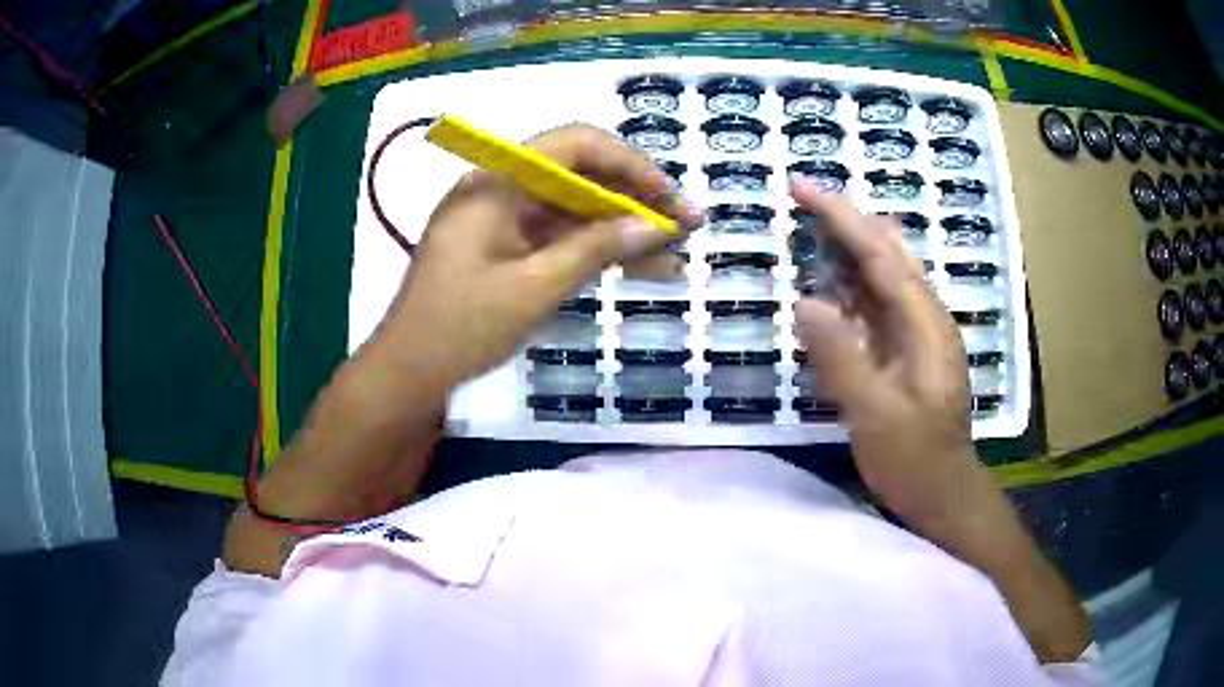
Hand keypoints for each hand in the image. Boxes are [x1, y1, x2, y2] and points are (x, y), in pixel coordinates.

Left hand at [377, 124, 700, 388]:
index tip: (670, 196)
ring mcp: (502, 218)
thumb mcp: (533, 288)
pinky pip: (558, 237)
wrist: (409, 373)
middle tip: (687, 224)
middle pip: (579, 174)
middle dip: (635, 197)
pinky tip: (639, 268)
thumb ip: (596, 249)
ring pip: (574, 208)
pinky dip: (595, 249)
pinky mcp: (506, 247)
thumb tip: (658, 226)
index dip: (630, 164)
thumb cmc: (460, 329)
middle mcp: (499, 188)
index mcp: (496, 182)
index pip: (575, 145)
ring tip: (675, 253)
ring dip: (622, 227)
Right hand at [790, 176, 976, 527]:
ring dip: (845, 248)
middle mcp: (924, 316)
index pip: (880, 254)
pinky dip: (847, 285)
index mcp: (924, 323)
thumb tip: (804, 301)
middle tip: (800, 202)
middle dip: (845, 221)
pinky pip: (873, 304)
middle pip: (886, 251)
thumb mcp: (876, 416)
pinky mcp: (903, 351)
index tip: (802, 188)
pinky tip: (824, 285)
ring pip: (880, 274)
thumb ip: (842, 358)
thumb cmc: (915, 460)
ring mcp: (915, 333)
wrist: (943, 493)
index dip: (841, 217)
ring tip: (806, 230)